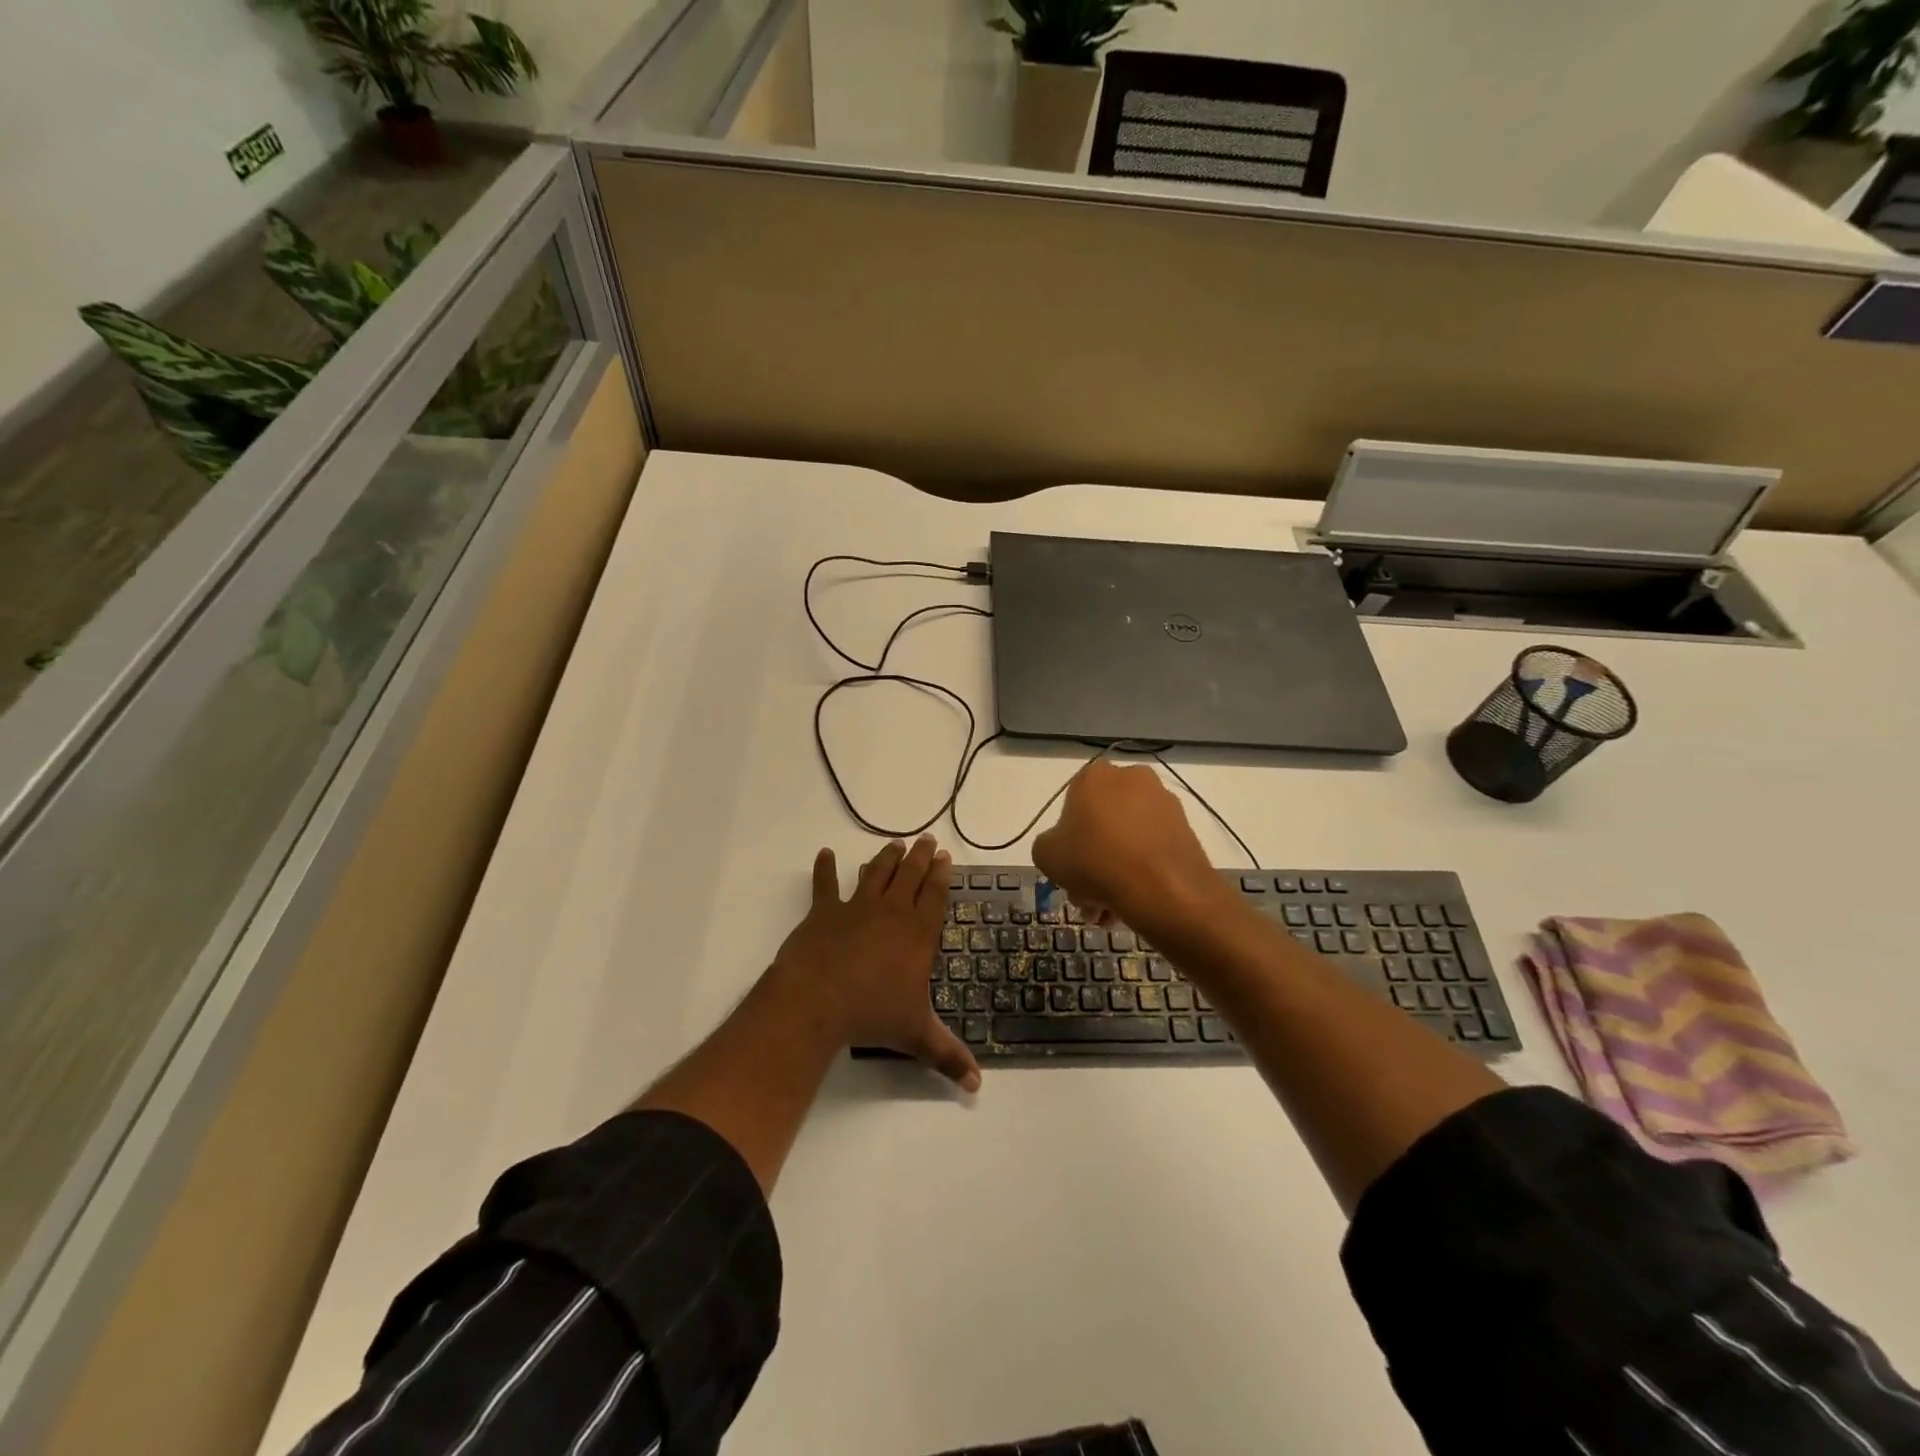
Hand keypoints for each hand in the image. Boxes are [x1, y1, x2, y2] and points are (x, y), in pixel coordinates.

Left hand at [770, 836, 981, 1091]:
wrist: (818, 1001)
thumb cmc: (872, 1014)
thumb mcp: (916, 1036)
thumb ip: (948, 1056)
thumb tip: (978, 1086)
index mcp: (916, 933)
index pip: (934, 896)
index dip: (941, 875)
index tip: (945, 856)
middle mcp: (891, 912)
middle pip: (909, 876)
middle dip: (920, 857)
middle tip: (926, 840)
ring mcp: (856, 907)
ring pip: (876, 873)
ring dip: (886, 858)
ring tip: (894, 844)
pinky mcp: (824, 911)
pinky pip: (824, 884)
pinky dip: (824, 869)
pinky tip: (823, 854)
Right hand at [1032, 761, 1230, 935]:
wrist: (1163, 887)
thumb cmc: (1095, 861)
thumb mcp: (1046, 855)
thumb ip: (1048, 844)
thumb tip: (1064, 848)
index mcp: (1095, 776)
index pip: (1071, 804)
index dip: (1067, 839)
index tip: (1068, 868)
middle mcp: (1131, 779)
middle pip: (1101, 824)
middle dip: (1091, 862)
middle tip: (1087, 897)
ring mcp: (1163, 802)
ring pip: (1127, 840)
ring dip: (1115, 872)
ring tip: (1110, 911)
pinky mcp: (1185, 827)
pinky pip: (1152, 849)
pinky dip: (1141, 871)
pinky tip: (1132, 902)